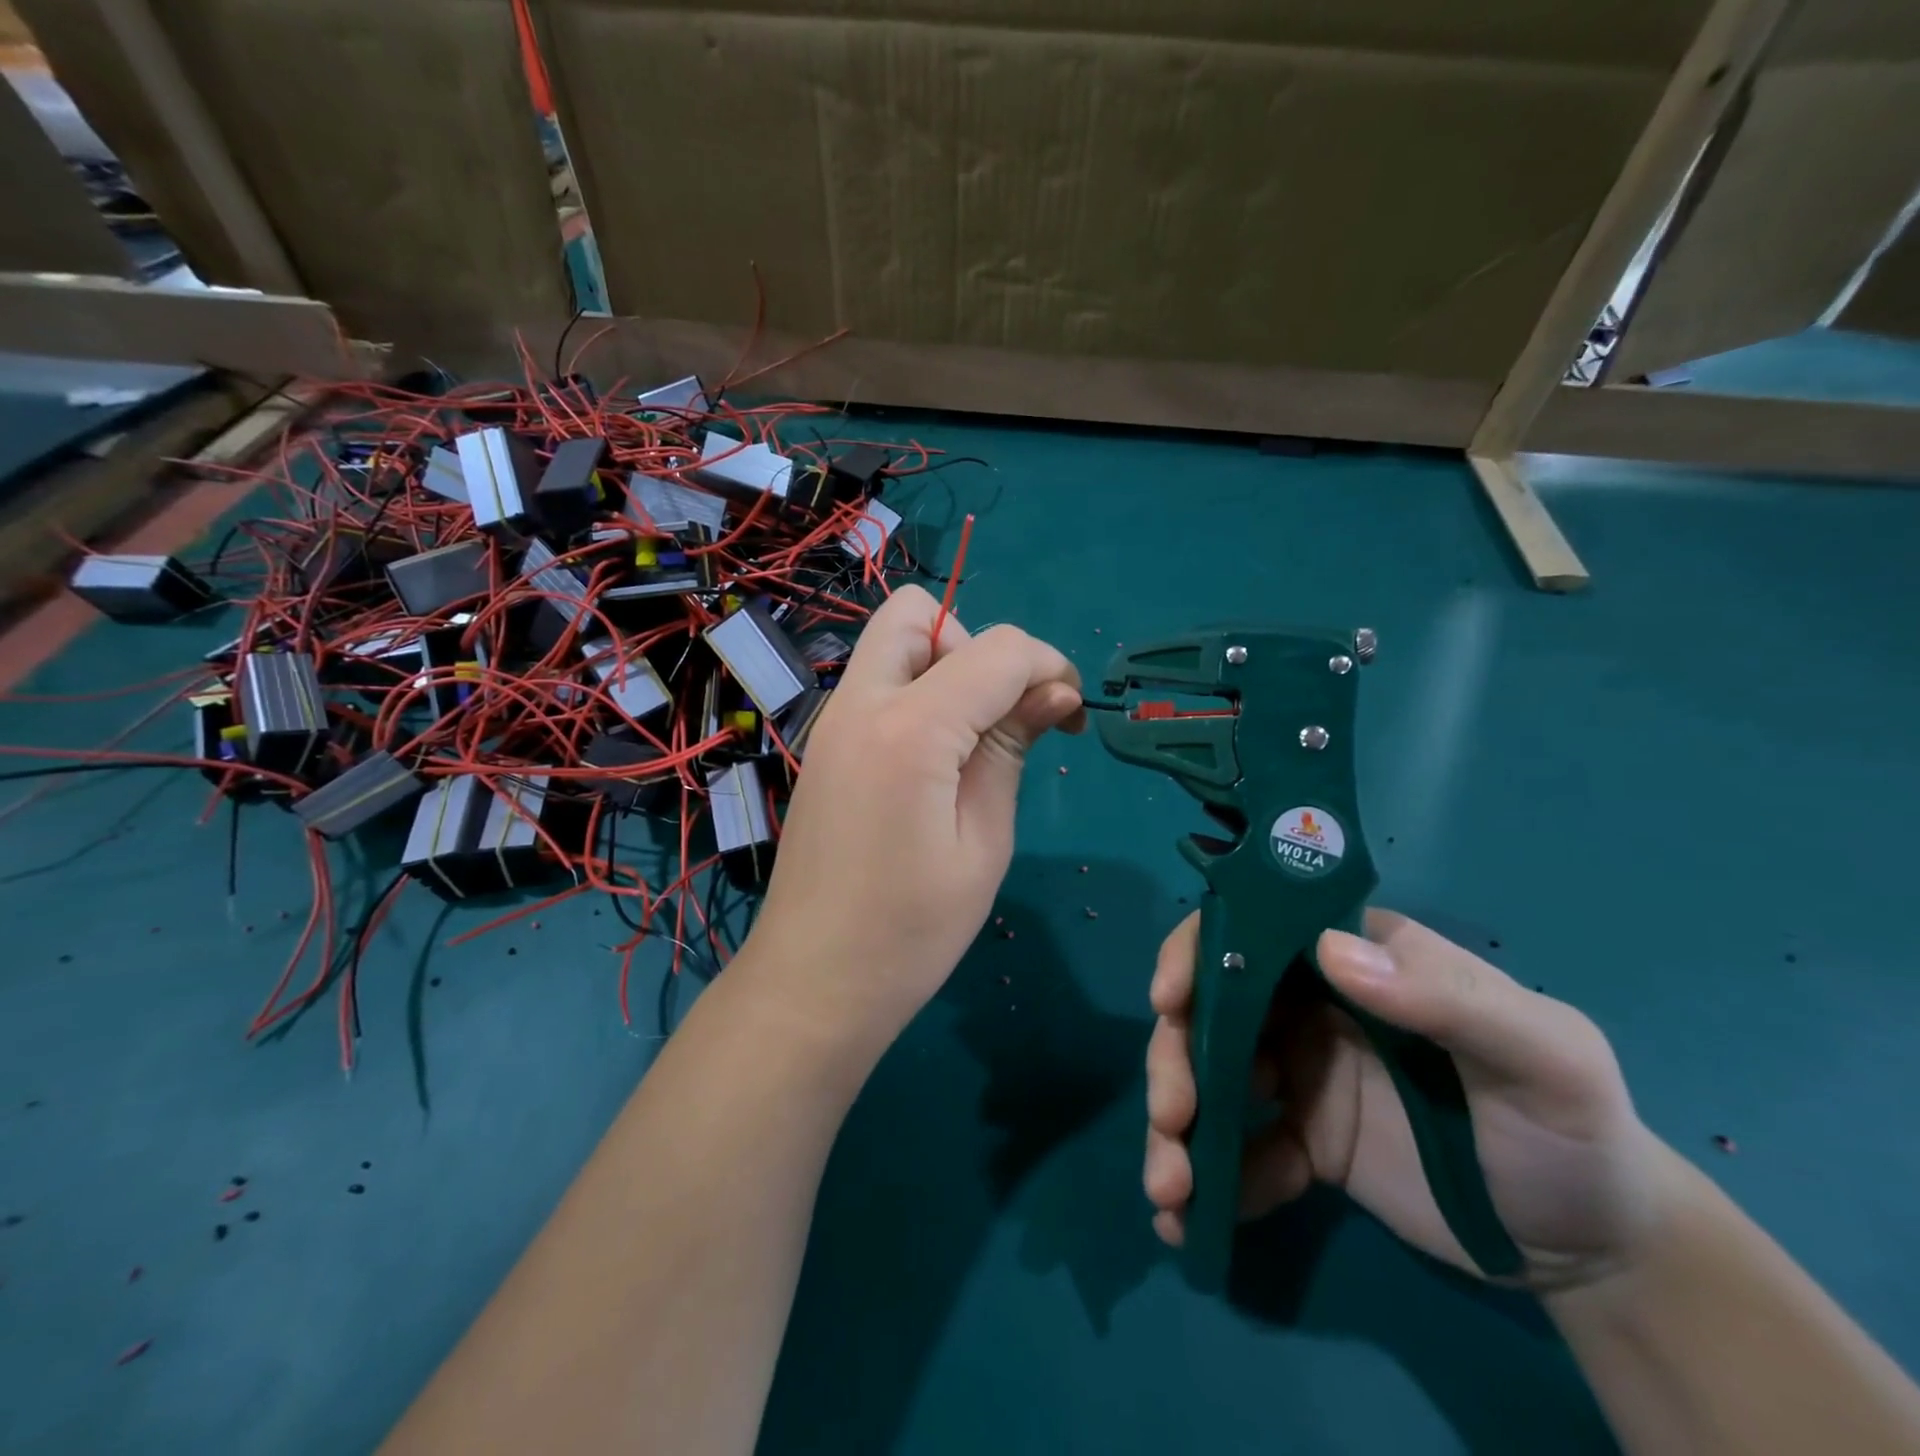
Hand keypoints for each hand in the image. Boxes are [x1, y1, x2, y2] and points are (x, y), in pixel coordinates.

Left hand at [746, 585, 1082, 1052]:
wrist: (813, 983)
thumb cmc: (910, 931)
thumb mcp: (983, 843)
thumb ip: (1011, 750)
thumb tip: (1054, 692)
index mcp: (908, 729)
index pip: (998, 649)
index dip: (1049, 668)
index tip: (1071, 716)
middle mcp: (859, 705)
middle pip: (920, 613)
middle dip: (978, 646)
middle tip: (1000, 715)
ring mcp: (831, 722)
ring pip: (891, 641)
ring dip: (943, 663)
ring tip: (971, 740)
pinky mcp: (823, 745)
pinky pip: (875, 683)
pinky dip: (916, 692)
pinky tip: (934, 760)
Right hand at [1143, 909, 1679, 1290]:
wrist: (1594, 1251)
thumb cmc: (1572, 1129)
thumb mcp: (1542, 1056)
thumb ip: (1448, 998)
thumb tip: (1329, 952)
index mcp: (1356, 960)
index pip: (1258, 929)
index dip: (1198, 951)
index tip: (1169, 999)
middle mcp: (1312, 1004)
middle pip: (1213, 1006)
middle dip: (1176, 1056)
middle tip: (1172, 1116)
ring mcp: (1301, 1072)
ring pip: (1210, 1075)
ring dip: (1176, 1124)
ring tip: (1171, 1190)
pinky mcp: (1301, 1140)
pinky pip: (1239, 1149)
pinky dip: (1208, 1180)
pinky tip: (1191, 1224)